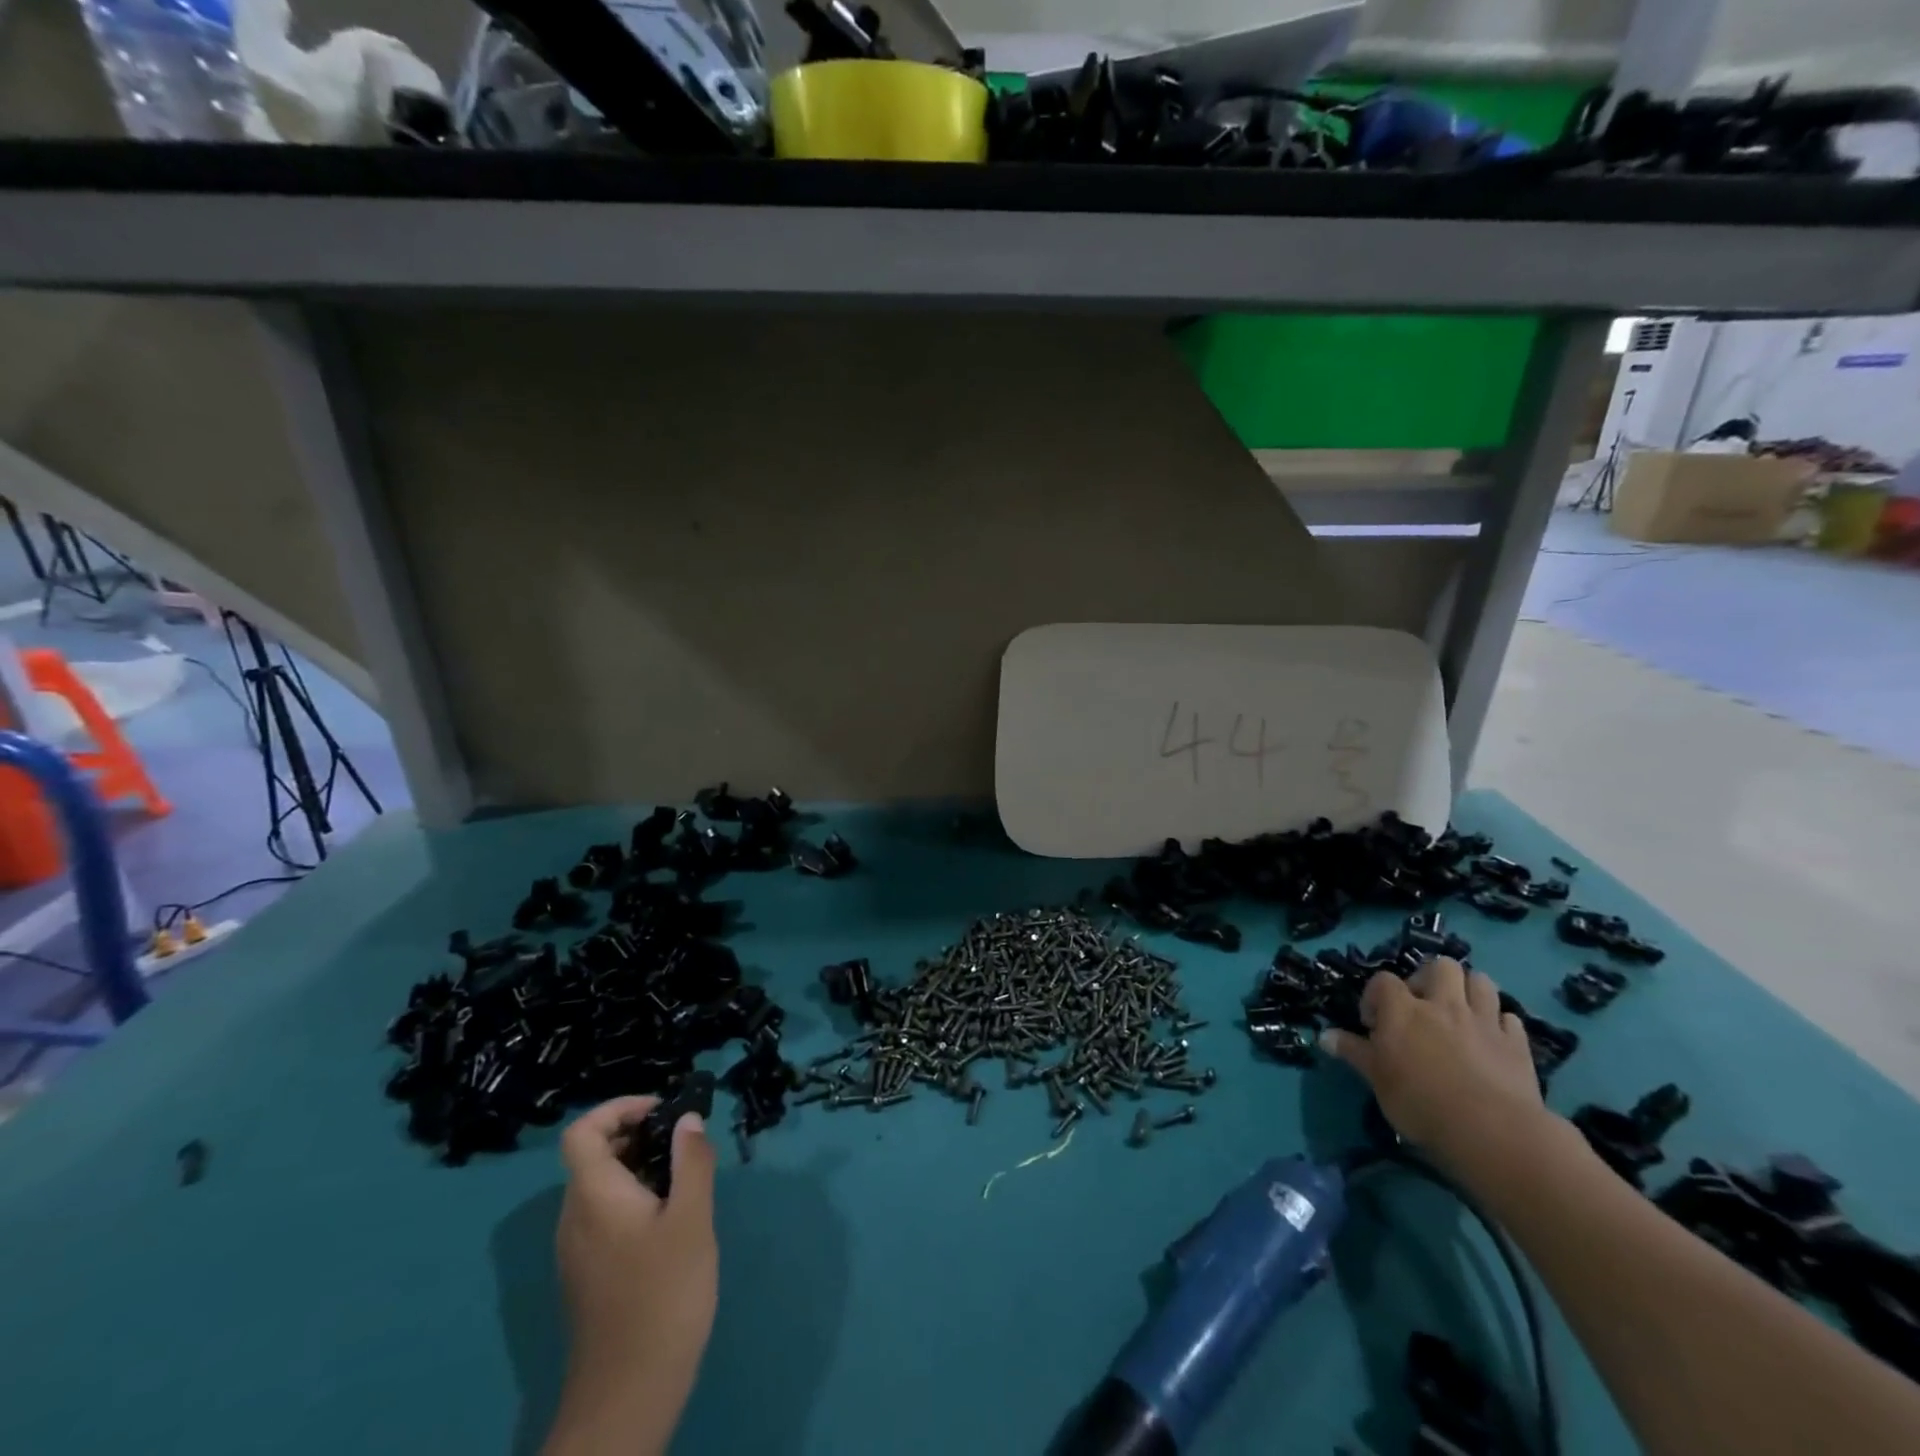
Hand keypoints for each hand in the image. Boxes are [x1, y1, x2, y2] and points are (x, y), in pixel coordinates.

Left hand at [544, 1097, 717, 1455]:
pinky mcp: (587, 1274)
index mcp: (593, 1195)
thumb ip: (692, 1162)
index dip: (619, 1108)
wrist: (628, 1393)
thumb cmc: (663, 1293)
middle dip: (638, 1134)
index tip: (663, 1111)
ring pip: (601, 1185)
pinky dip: (634, 1197)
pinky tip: (671, 1220)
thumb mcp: (691, 1218)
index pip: (583, 1131)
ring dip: (639, 1166)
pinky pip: (604, 1214)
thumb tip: (688, 1120)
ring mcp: (576, 1249)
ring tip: (686, 1179)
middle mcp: (574, 1216)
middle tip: (685, 1142)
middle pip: (593, 1155)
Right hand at [1321, 958, 1561, 1181]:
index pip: (1383, 981)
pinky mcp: (1517, 1044)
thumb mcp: (1377, 1080)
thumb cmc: (1421, 1102)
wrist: (1492, 1131)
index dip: (1376, 996)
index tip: (1374, 1024)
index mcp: (1403, 1009)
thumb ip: (1353, 1052)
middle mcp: (1443, 1004)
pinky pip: (1510, 1018)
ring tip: (1460, 1012)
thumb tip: (1323, 1036)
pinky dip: (1499, 1023)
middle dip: (1430, 978)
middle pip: (1441, 966)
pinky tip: (1492, 1038)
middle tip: (1423, 1005)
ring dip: (1469, 990)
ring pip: (1480, 981)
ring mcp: (1483, 1021)